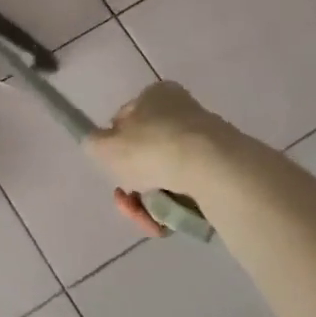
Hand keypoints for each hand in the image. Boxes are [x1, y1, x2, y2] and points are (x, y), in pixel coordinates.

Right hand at [84, 82, 224, 233]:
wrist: (212, 169)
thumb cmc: (152, 148)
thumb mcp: (103, 146)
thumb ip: (93, 144)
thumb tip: (97, 145)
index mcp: (155, 94)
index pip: (125, 119)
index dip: (113, 146)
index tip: (111, 168)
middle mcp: (181, 111)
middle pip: (145, 152)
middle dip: (131, 181)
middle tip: (125, 199)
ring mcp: (204, 141)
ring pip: (165, 175)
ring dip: (149, 200)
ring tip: (147, 217)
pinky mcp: (222, 169)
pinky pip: (188, 190)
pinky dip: (173, 207)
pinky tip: (165, 222)